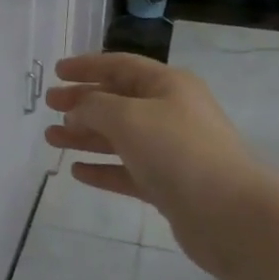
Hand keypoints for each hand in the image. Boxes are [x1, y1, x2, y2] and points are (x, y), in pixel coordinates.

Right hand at [43, 54, 278, 277]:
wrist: (229, 213)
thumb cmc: (177, 151)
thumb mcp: (128, 117)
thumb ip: (94, 107)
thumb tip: (77, 111)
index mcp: (168, 85)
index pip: (121, 66)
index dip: (87, 66)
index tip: (57, 71)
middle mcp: (171, 112)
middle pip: (119, 101)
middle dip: (82, 102)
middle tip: (49, 105)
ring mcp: (171, 150)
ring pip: (120, 137)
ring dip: (85, 136)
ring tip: (52, 139)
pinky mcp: (169, 185)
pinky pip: (128, 170)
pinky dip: (103, 169)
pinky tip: (78, 171)